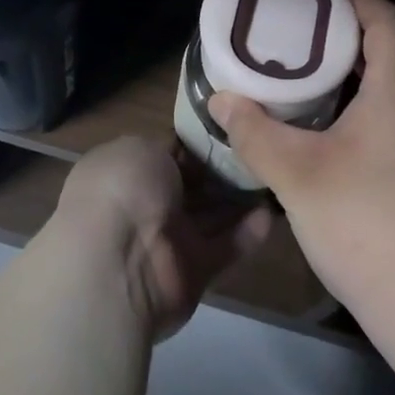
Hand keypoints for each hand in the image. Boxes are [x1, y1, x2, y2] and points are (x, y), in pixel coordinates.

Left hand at [53, 135, 272, 339]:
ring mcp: (169, 239)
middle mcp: (146, 204)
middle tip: (263, 147)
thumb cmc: (124, 190)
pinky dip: (248, 232)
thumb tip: (185, 148)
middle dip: (225, 167)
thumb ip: (169, 146)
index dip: (199, 139)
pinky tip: (272, 212)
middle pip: (194, 183)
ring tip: (276, 174)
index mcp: (127, 170)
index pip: (169, 151)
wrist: (118, 264)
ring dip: (242, 197)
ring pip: (212, 214)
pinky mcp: (194, 270)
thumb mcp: (141, 146)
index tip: (234, 124)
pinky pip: (226, 246)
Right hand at [209, 0, 394, 325]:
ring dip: (366, 84)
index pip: (386, 19)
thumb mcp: (297, 175)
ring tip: (319, 92)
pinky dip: (381, 118)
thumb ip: (254, 132)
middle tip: (304, 46)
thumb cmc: (366, 223)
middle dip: (351, 42)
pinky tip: (349, 149)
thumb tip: (221, 101)